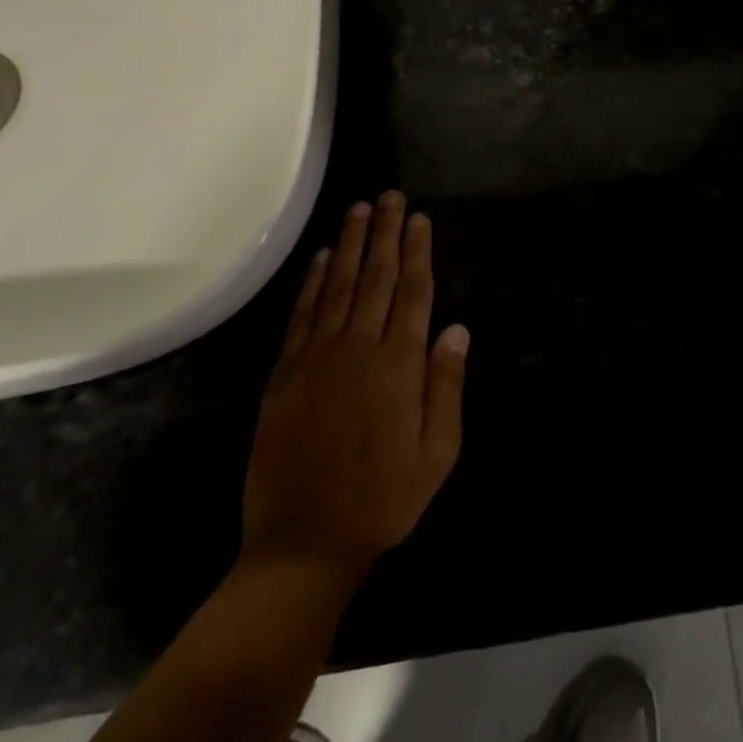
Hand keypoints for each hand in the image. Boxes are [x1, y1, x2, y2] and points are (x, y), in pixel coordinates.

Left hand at [240, 192, 469, 585]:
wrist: (303, 545)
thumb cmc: (383, 500)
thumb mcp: (437, 453)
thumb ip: (447, 386)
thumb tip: (457, 328)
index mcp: (399, 365)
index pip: (414, 292)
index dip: (418, 251)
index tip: (419, 218)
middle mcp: (359, 348)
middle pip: (377, 277)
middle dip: (385, 233)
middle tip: (390, 196)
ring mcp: (318, 358)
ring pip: (340, 285)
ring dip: (352, 244)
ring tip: (359, 209)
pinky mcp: (285, 373)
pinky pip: (303, 314)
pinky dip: (314, 281)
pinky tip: (323, 257)